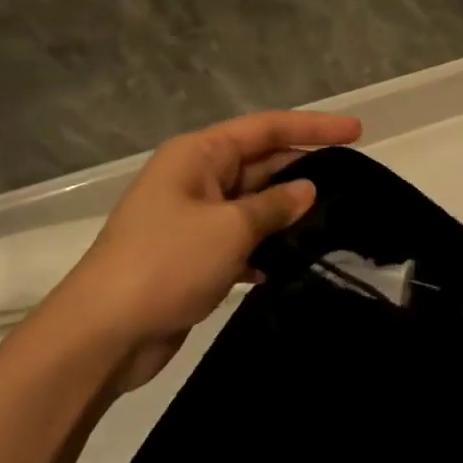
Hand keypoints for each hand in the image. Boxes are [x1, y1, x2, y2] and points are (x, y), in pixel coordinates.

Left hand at [47, 110, 361, 389]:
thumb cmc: (166, 263)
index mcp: (200, 155)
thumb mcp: (229, 228)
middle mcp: (197, 178)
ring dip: (288, 213)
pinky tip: (299, 261)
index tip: (358, 131)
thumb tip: (306, 191)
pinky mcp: (196, 256)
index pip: (267, 128)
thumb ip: (273, 206)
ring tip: (337, 221)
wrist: (103, 335)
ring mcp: (195, 218)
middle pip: (262, 163)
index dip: (314, 127)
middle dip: (304, 169)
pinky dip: (268, 247)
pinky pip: (242, 239)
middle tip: (354, 180)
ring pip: (254, 204)